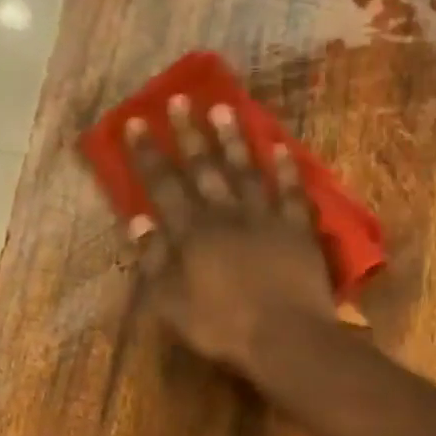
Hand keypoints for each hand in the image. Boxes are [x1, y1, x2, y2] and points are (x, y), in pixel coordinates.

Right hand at [124, 93, 335, 379]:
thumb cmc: (222, 326)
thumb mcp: (172, 303)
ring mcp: (266, 218)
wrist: (285, 336)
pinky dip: (287, 168)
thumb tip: (137, 221)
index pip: (164, 185)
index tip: (137, 122)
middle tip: (180, 99)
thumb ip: (153, 261)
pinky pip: (292, 191)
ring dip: (234, 139)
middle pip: (205, 168)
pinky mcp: (298, 229)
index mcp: (192, 233)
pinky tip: (281, 146)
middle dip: (190, 133)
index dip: (148, 154)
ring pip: (247, 170)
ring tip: (224, 108)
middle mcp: (226, 215)